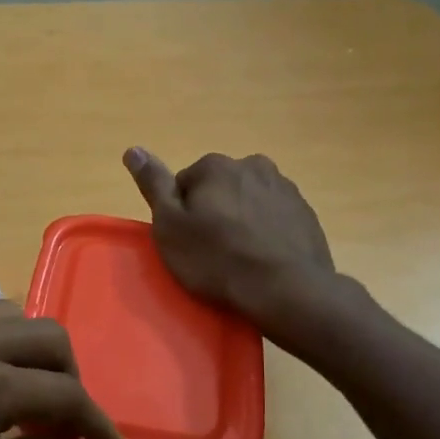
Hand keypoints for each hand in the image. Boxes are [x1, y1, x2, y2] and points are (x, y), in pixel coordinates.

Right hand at [124, 148, 337, 323]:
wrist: (286, 288)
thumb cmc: (217, 259)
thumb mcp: (170, 226)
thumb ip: (153, 185)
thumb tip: (133, 149)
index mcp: (216, 166)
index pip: (184, 185)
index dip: (181, 215)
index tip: (187, 241)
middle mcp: (253, 165)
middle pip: (219, 189)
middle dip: (214, 214)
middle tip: (211, 252)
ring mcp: (284, 188)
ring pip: (248, 202)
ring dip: (241, 222)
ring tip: (239, 259)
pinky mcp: (306, 213)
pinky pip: (273, 218)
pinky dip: (265, 233)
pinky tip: (262, 259)